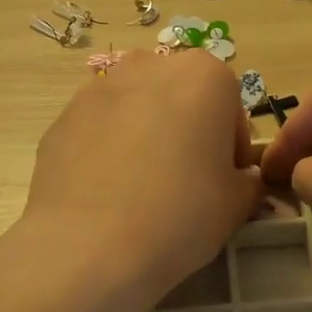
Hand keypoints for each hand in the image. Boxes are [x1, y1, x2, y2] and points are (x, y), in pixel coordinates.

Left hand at [18, 49, 261, 311]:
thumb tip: (239, 180)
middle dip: (188, 130)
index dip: (232, 148)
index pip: (231, 107)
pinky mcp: (63, 115)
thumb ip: (247, 181)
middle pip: (182, 97)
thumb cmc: (179, 215)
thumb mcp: (237, 204)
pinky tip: (107, 192)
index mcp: (205, 75)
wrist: (87, 246)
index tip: (225, 182)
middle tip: (185, 181)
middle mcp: (151, 65)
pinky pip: (100, 128)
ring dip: (146, 135)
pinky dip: (108, 149)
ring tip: (141, 187)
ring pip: (137, 108)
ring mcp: (100, 86)